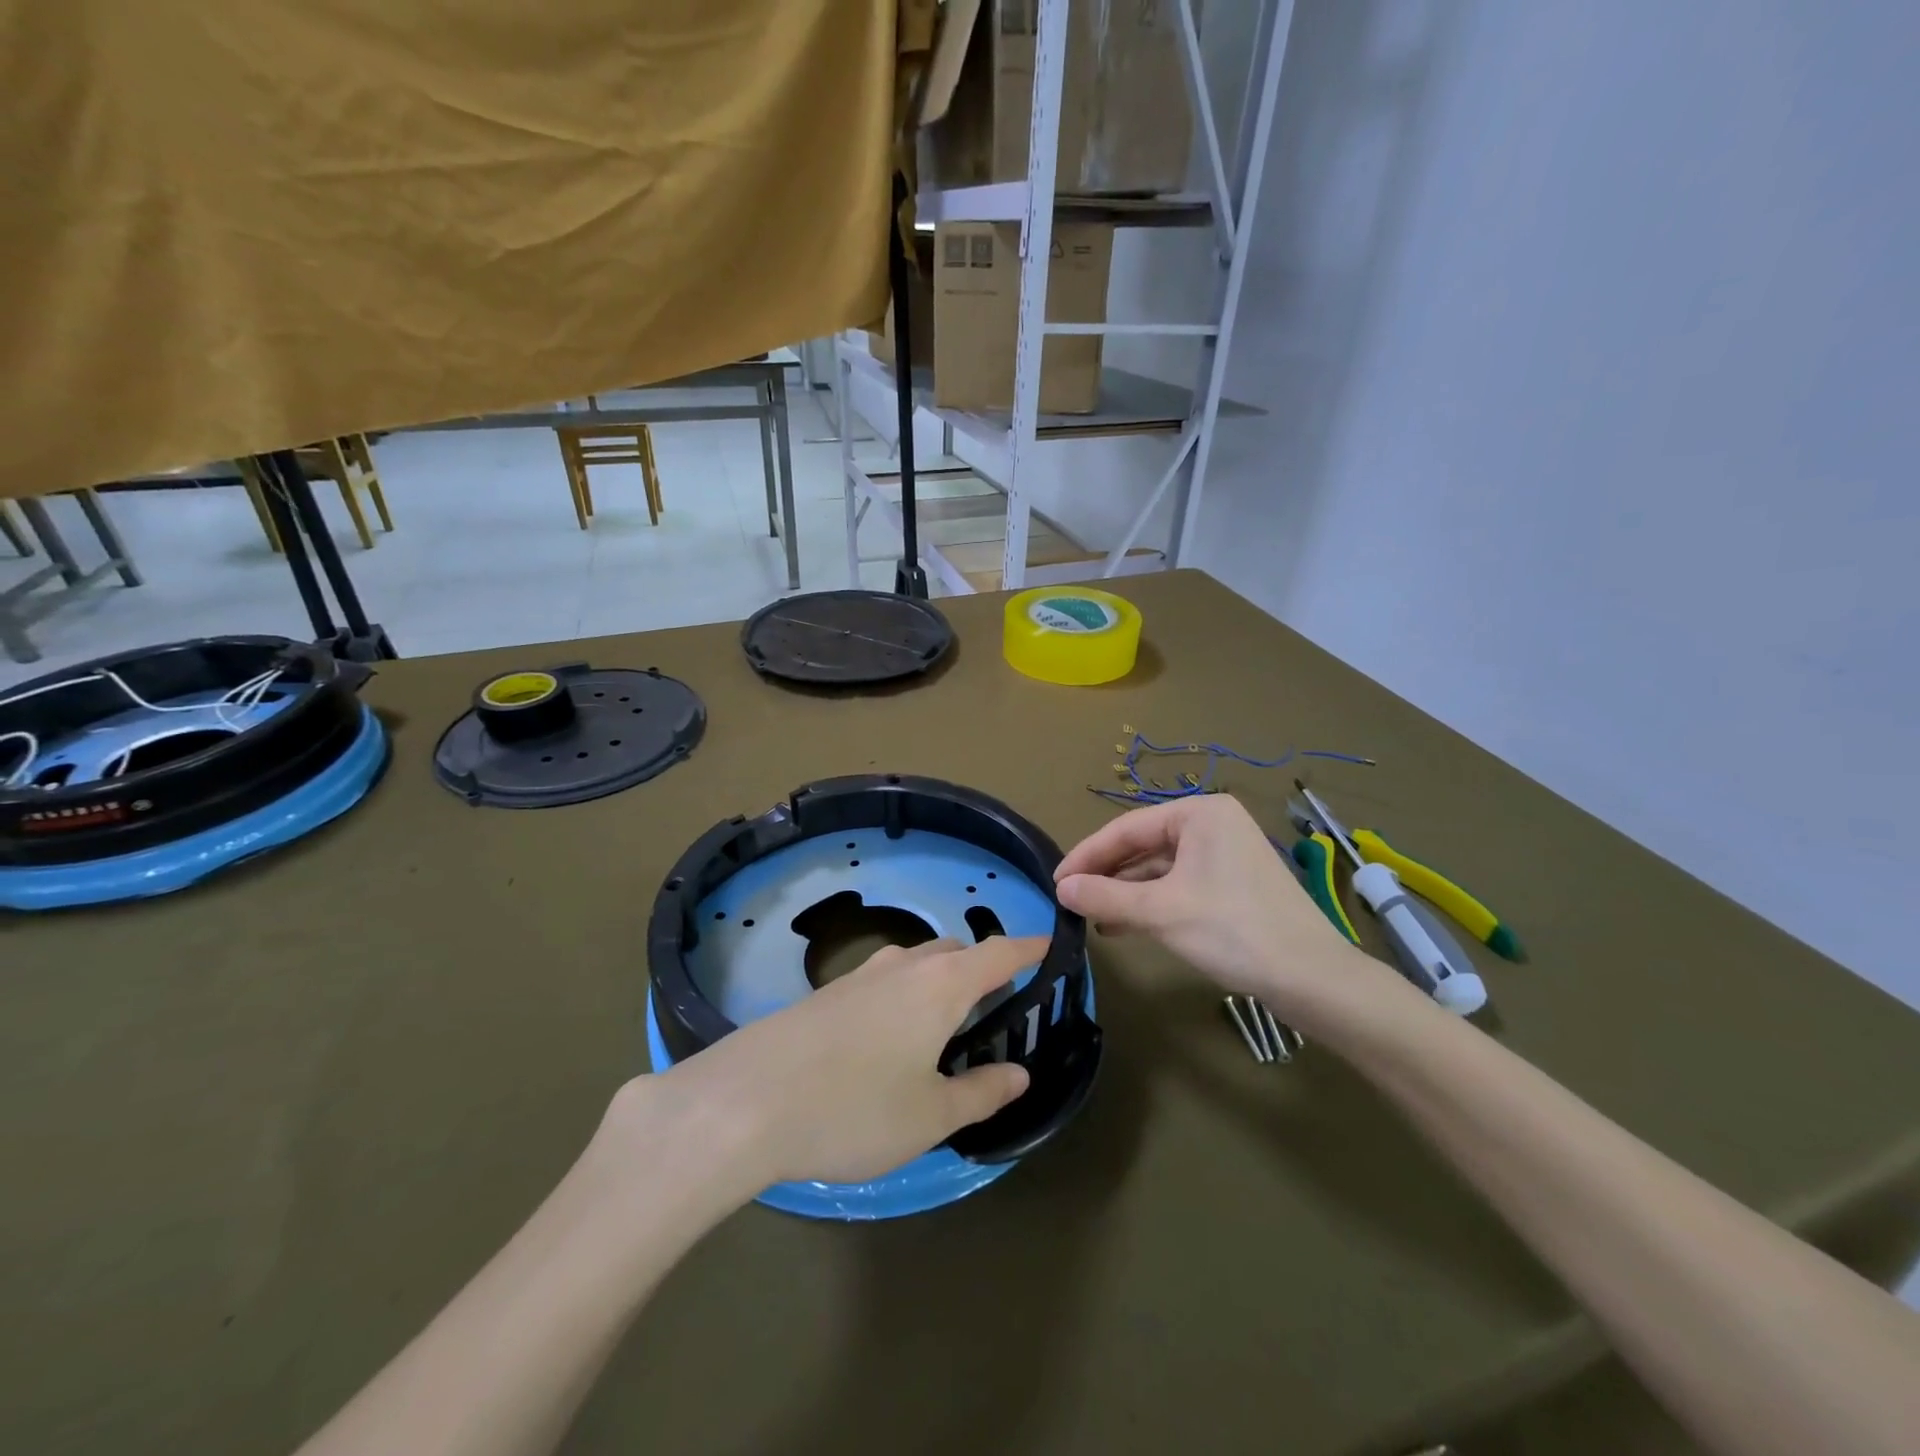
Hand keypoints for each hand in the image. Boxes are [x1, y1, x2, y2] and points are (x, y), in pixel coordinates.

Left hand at [653, 936, 1040, 1185]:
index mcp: (941, 985)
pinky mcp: (827, 993)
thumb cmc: (854, 1108)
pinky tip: (889, 1037)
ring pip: (916, 962)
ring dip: (939, 979)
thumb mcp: (930, 1116)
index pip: (999, 952)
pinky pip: (883, 979)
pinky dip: (904, 993)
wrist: (746, 1100)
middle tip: (995, 1004)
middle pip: (956, 951)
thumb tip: (1019, 1072)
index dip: (1028, 948)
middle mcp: (903, 966)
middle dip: (982, 967)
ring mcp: (860, 975)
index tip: (1050, 946)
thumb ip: (981, 1093)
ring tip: (944, 1022)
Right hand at [1055, 795, 1399, 1030]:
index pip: (1126, 828)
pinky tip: (1123, 924)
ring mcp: (1225, 855)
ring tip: (1090, 917)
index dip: (1087, 855)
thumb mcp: (1161, 912)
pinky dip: (1150, 902)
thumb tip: (1060, 888)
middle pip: (1142, 845)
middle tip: (1070, 900)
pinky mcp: (1232, 884)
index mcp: (1199, 813)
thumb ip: (1106, 896)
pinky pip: (1178, 884)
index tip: (1056, 881)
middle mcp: (1212, 824)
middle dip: (1106, 875)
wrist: (1313, 979)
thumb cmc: (1233, 931)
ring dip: (1125, 892)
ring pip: (1159, 868)